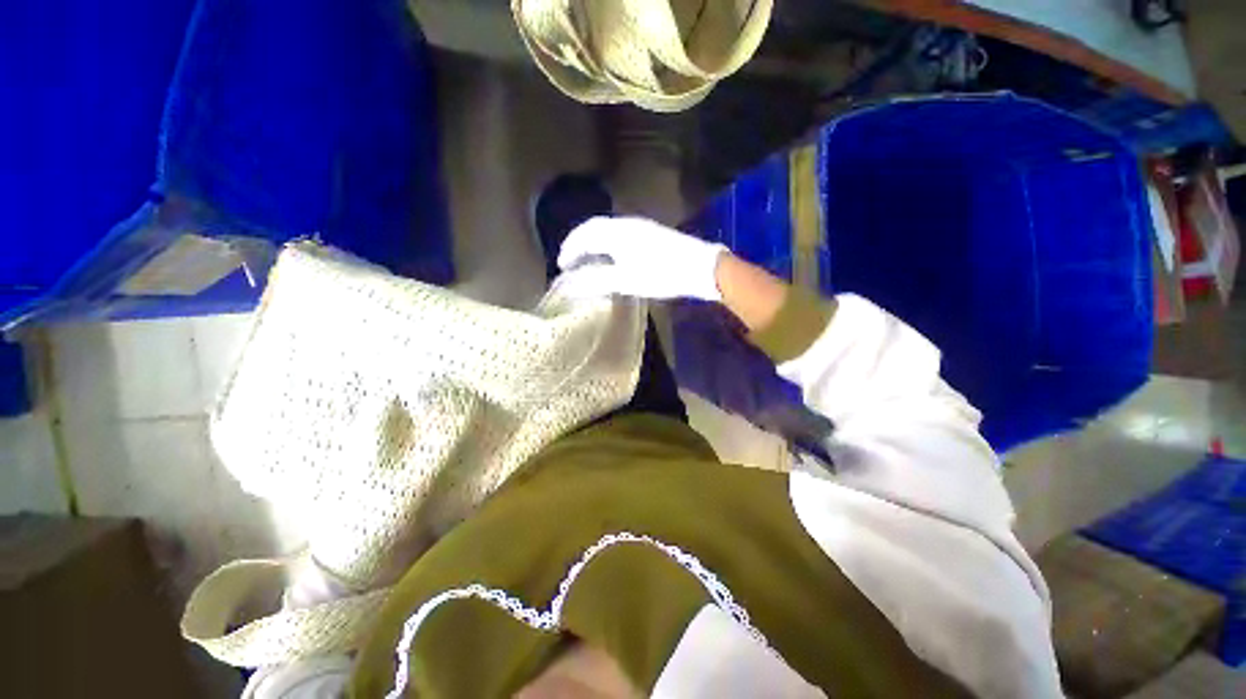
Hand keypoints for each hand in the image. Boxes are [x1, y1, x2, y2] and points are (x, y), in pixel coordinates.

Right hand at [557, 216, 727, 300]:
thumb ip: (596, 281)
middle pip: (593, 228)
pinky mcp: (650, 233)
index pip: (584, 235)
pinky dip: (606, 243)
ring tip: (585, 259)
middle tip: (569, 260)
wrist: (700, 267)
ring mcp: (640, 226)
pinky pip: (618, 233)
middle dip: (578, 243)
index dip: (569, 249)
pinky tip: (610, 256)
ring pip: (607, 229)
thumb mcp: (626, 281)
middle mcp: (625, 223)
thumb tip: (569, 284)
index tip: (561, 266)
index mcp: (616, 232)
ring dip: (592, 242)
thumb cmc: (661, 274)